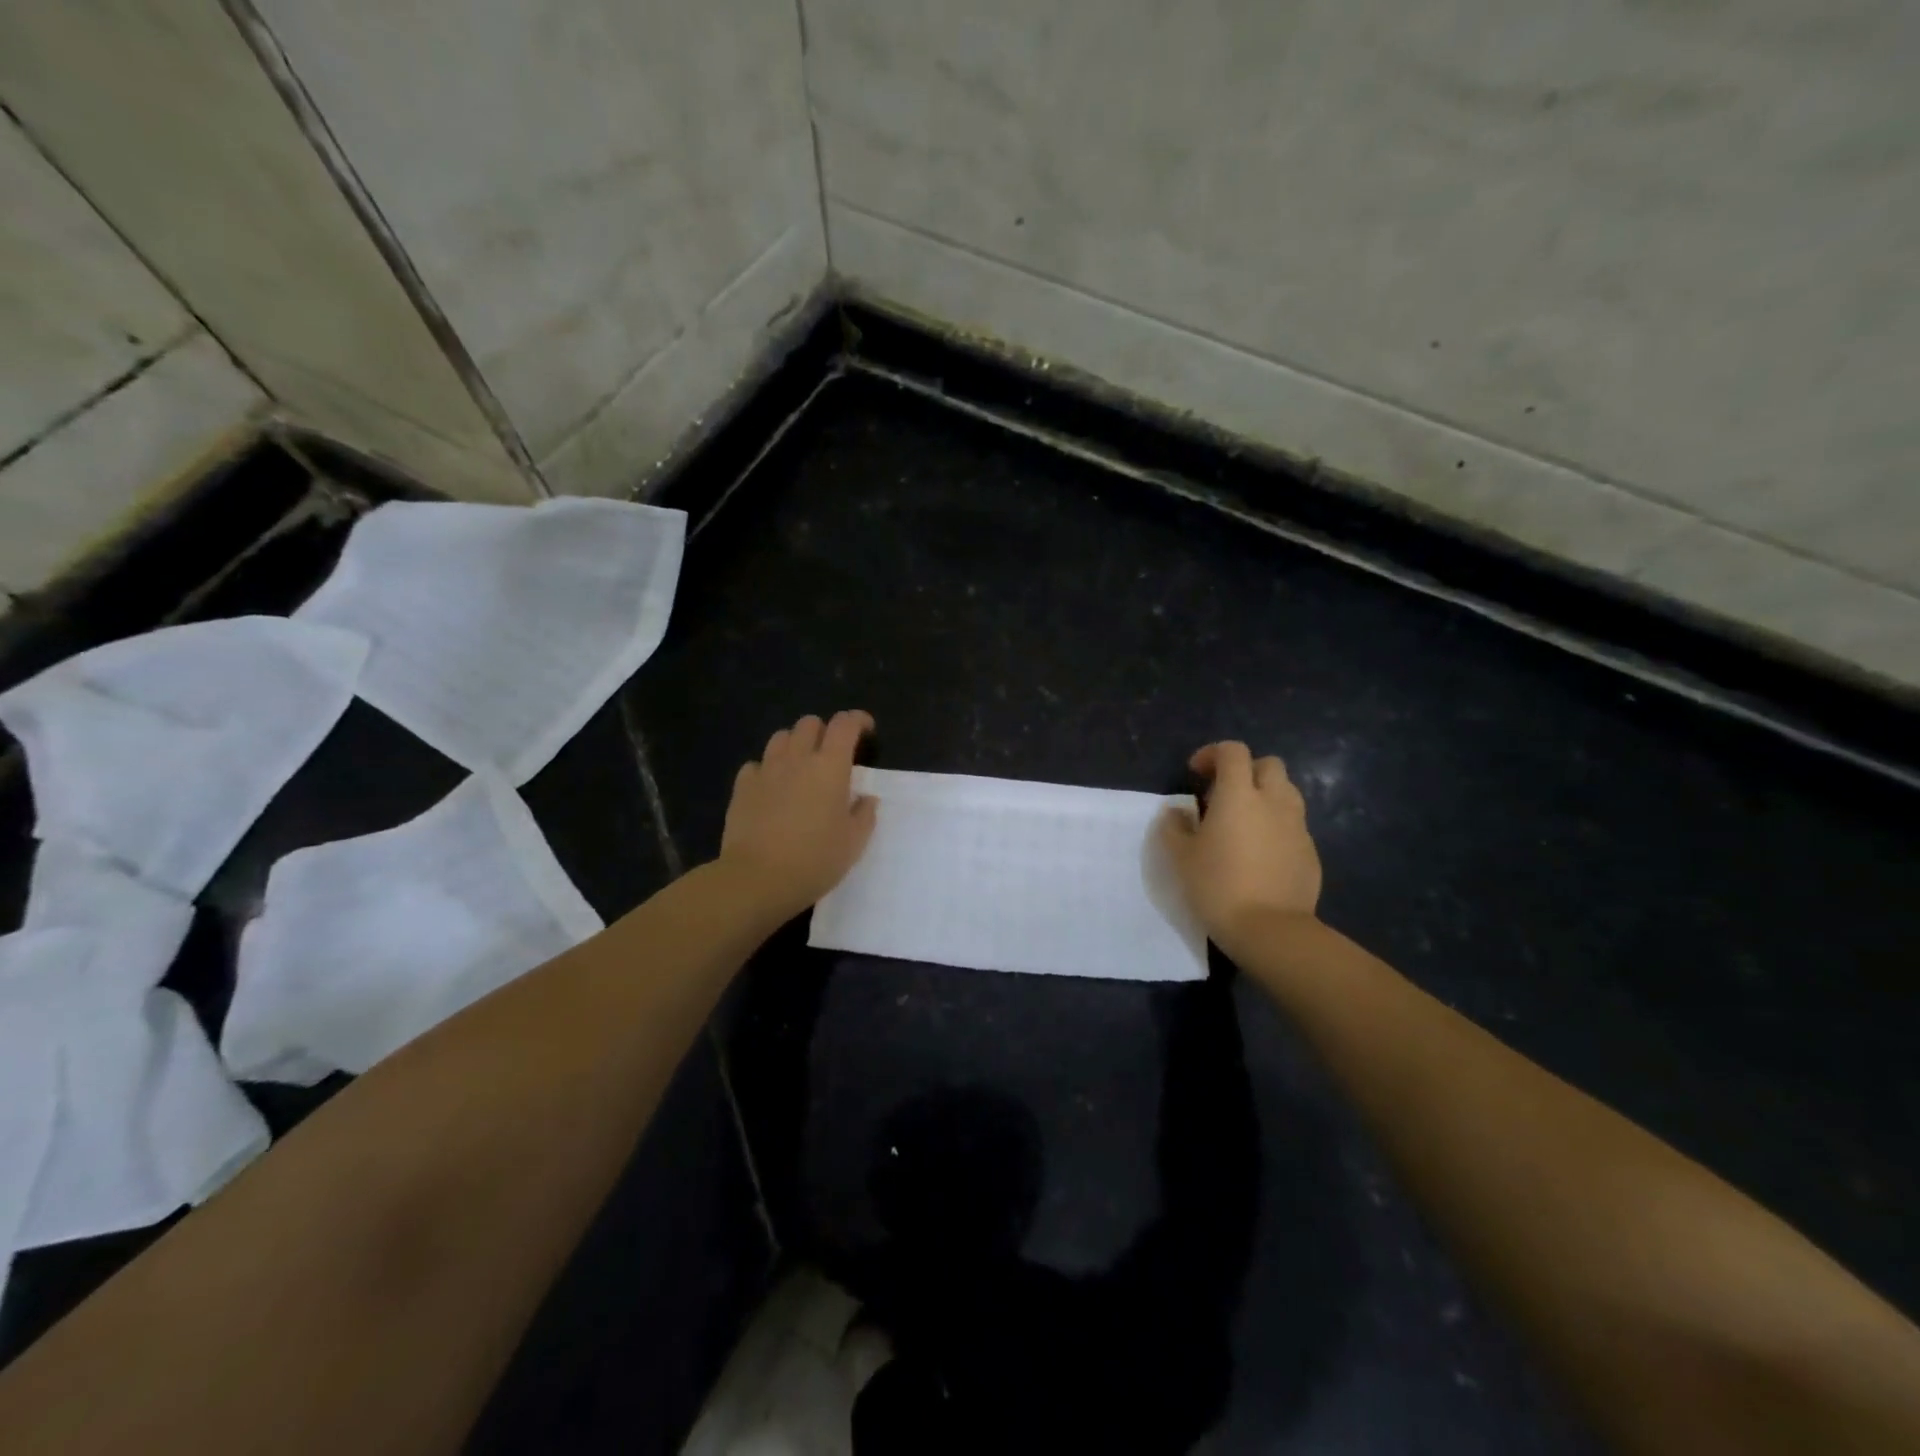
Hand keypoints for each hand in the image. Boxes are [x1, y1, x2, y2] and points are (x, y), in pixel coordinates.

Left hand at [718, 710, 877, 919]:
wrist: (758, 878)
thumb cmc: (815, 860)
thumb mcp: (853, 842)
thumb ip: (864, 814)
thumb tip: (865, 798)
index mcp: (830, 766)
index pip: (845, 725)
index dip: (857, 720)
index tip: (866, 730)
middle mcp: (797, 759)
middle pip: (809, 724)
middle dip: (824, 731)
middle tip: (832, 755)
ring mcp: (766, 770)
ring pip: (781, 737)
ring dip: (795, 745)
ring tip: (801, 767)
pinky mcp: (742, 787)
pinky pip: (756, 764)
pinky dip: (767, 769)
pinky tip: (772, 788)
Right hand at [1159, 741, 1320, 947]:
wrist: (1270, 929)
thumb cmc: (1217, 886)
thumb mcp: (1181, 857)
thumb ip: (1175, 827)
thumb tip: (1177, 811)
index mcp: (1239, 795)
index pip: (1233, 751)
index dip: (1212, 754)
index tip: (1196, 773)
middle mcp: (1273, 802)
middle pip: (1268, 764)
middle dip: (1245, 770)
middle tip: (1222, 795)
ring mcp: (1297, 826)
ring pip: (1286, 792)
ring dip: (1264, 795)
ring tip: (1244, 821)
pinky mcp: (1310, 851)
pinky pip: (1293, 824)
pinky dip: (1276, 825)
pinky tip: (1260, 852)